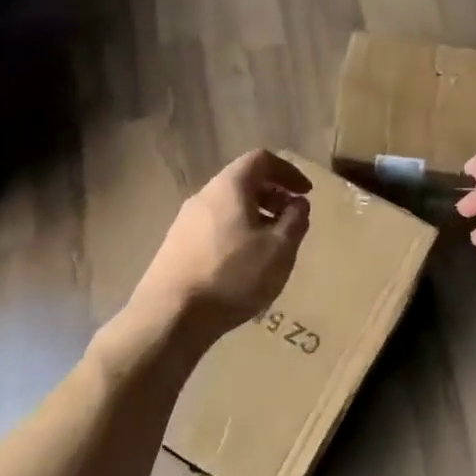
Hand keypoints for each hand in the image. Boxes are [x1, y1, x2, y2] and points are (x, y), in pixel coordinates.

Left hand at [131, 150, 312, 343]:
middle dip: (273, 195)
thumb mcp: (279, 249)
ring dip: (255, 216)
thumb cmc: (232, 275)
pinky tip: (244, 263)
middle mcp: (204, 196)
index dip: (288, 171)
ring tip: (271, 244)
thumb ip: (295, 221)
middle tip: (292, 219)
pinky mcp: (176, 246)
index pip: (261, 159)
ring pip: (228, 206)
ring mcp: (185, 221)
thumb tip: (299, 204)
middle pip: (243, 181)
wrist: (169, 316)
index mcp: (229, 187)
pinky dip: (237, 232)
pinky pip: (215, 226)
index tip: (305, 193)